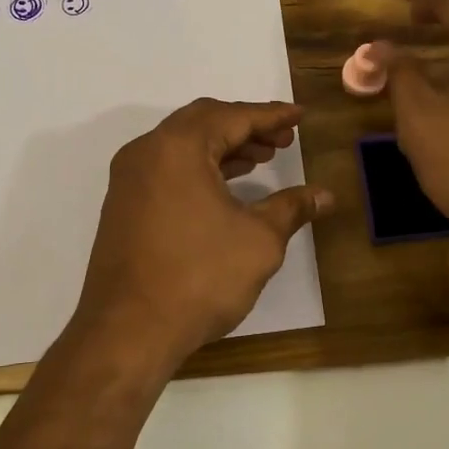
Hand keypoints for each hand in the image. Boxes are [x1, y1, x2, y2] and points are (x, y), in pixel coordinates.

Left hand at [72, 99, 332, 372]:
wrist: (126, 332)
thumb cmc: (199, 278)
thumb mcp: (258, 241)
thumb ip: (291, 208)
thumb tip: (324, 195)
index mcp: (178, 147)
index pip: (233, 117)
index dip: (271, 116)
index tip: (300, 116)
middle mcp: (148, 151)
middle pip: (204, 121)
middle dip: (247, 127)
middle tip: (283, 139)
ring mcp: (130, 178)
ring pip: (184, 144)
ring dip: (224, 146)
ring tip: (262, 158)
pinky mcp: (124, 204)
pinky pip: (168, 167)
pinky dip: (200, 166)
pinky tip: (227, 184)